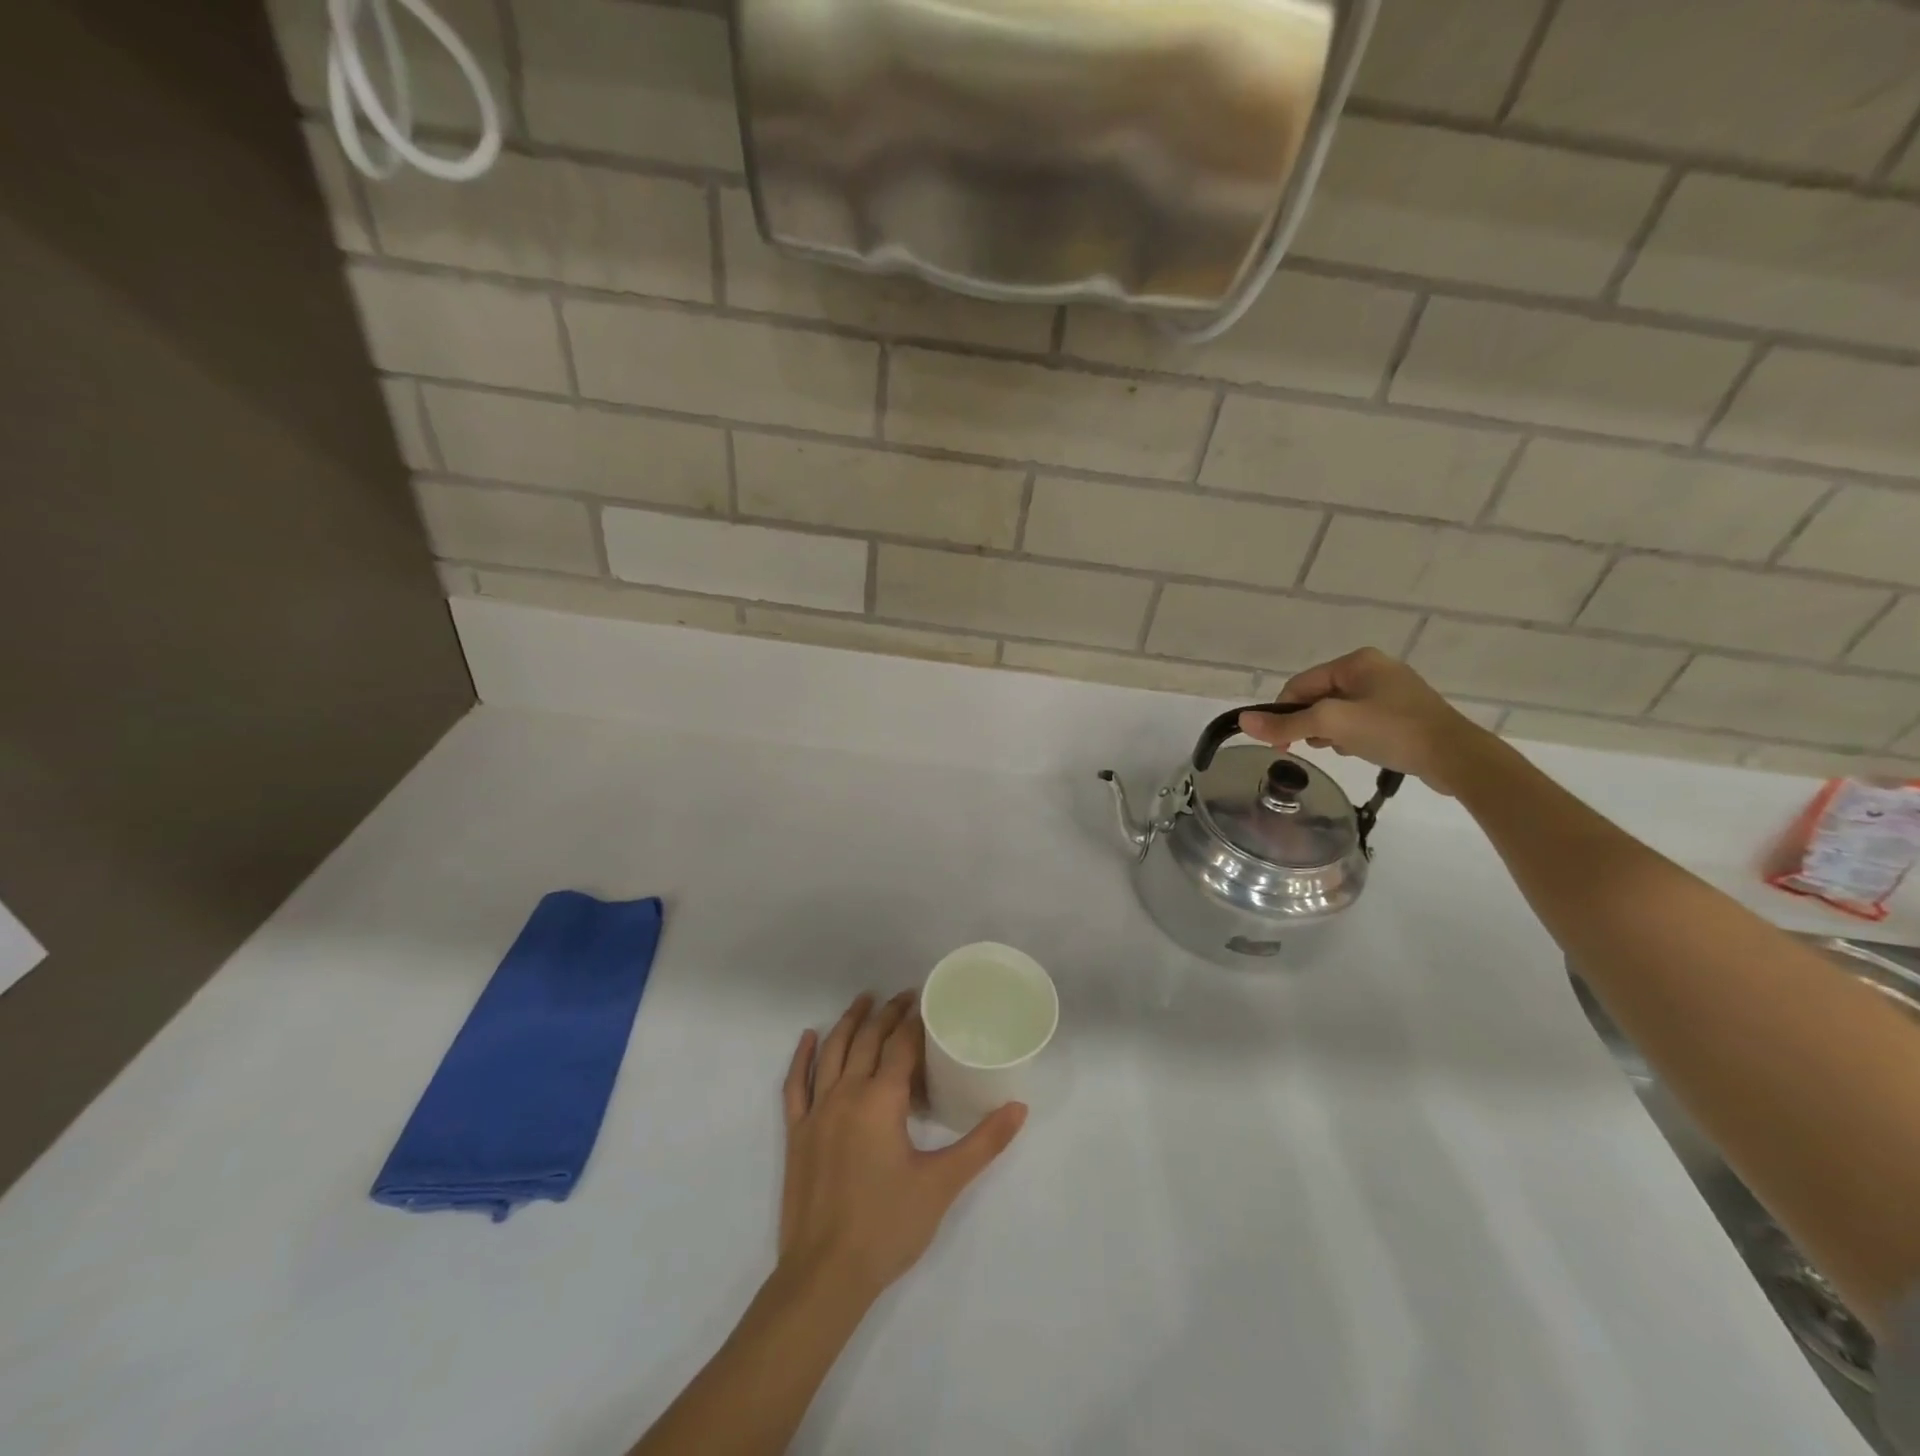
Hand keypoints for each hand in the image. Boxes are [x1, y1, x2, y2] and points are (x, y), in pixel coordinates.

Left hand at [778, 992, 1026, 1303]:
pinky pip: (795, 1085)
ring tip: (864, 999)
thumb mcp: (943, 1184)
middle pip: (867, 1040)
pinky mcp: (797, 1134)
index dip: (914, 1021)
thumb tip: (1019, 1108)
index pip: (900, 1046)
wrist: (825, 1275)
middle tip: (904, 996)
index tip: (926, 1002)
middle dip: (887, 1014)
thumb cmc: (888, 1226)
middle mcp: (846, 1094)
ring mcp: (816, 1112)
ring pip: (832, 1052)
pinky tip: (808, 1037)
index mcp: (881, 1100)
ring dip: (849, 1022)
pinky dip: (802, 1057)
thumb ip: (983, 1143)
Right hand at [1237, 647, 1491, 795]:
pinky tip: (1359, 750)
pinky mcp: (1404, 713)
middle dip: (1309, 723)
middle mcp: (1374, 668)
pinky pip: (1361, 720)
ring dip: (1330, 732)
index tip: (1280, 744)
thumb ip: (1287, 722)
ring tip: (1340, 750)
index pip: (1300, 684)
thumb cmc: (1392, 731)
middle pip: (1318, 697)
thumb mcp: (1332, 725)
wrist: (1456, 758)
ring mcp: (1392, 690)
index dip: (1284, 713)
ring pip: (1339, 711)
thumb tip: (1243, 720)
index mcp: (1356, 661)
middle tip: (1310, 748)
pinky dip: (1352, 735)